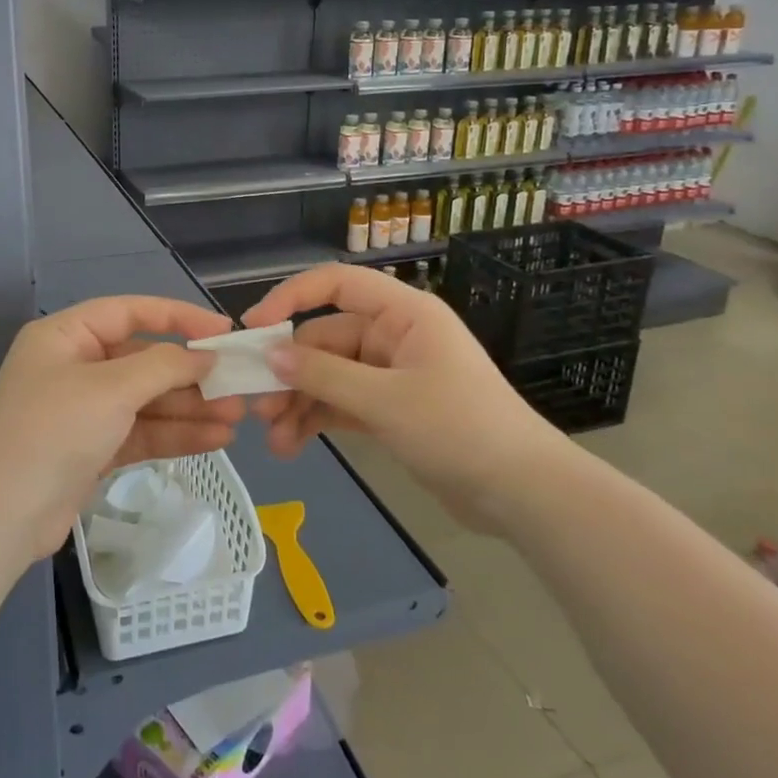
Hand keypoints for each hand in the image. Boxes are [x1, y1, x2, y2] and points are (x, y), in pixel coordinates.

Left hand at [0, 296, 243, 558]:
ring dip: (189, 408)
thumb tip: (203, 359)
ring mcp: (83, 411)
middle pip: (143, 360)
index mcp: (66, 336)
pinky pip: (140, 432)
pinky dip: (174, 435)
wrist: (1, 516)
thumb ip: (162, 366)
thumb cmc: (53, 431)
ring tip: (237, 417)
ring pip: (146, 400)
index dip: (179, 317)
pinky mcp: (92, 450)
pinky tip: (216, 439)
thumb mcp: (110, 388)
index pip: (131, 312)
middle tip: (238, 385)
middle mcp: (74, 367)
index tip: (223, 332)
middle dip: (190, 375)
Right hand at [242, 264, 563, 531]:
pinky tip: (293, 445)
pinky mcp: (390, 409)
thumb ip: (323, 376)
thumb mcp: (385, 401)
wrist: (523, 494)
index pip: (336, 283)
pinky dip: (318, 420)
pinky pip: (342, 403)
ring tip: (275, 441)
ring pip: (329, 376)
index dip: (291, 297)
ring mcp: (391, 374)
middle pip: (325, 339)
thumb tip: (268, 354)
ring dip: (299, 403)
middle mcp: (393, 336)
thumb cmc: (460, 429)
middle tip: (257, 407)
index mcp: (402, 314)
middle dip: (290, 373)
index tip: (254, 328)